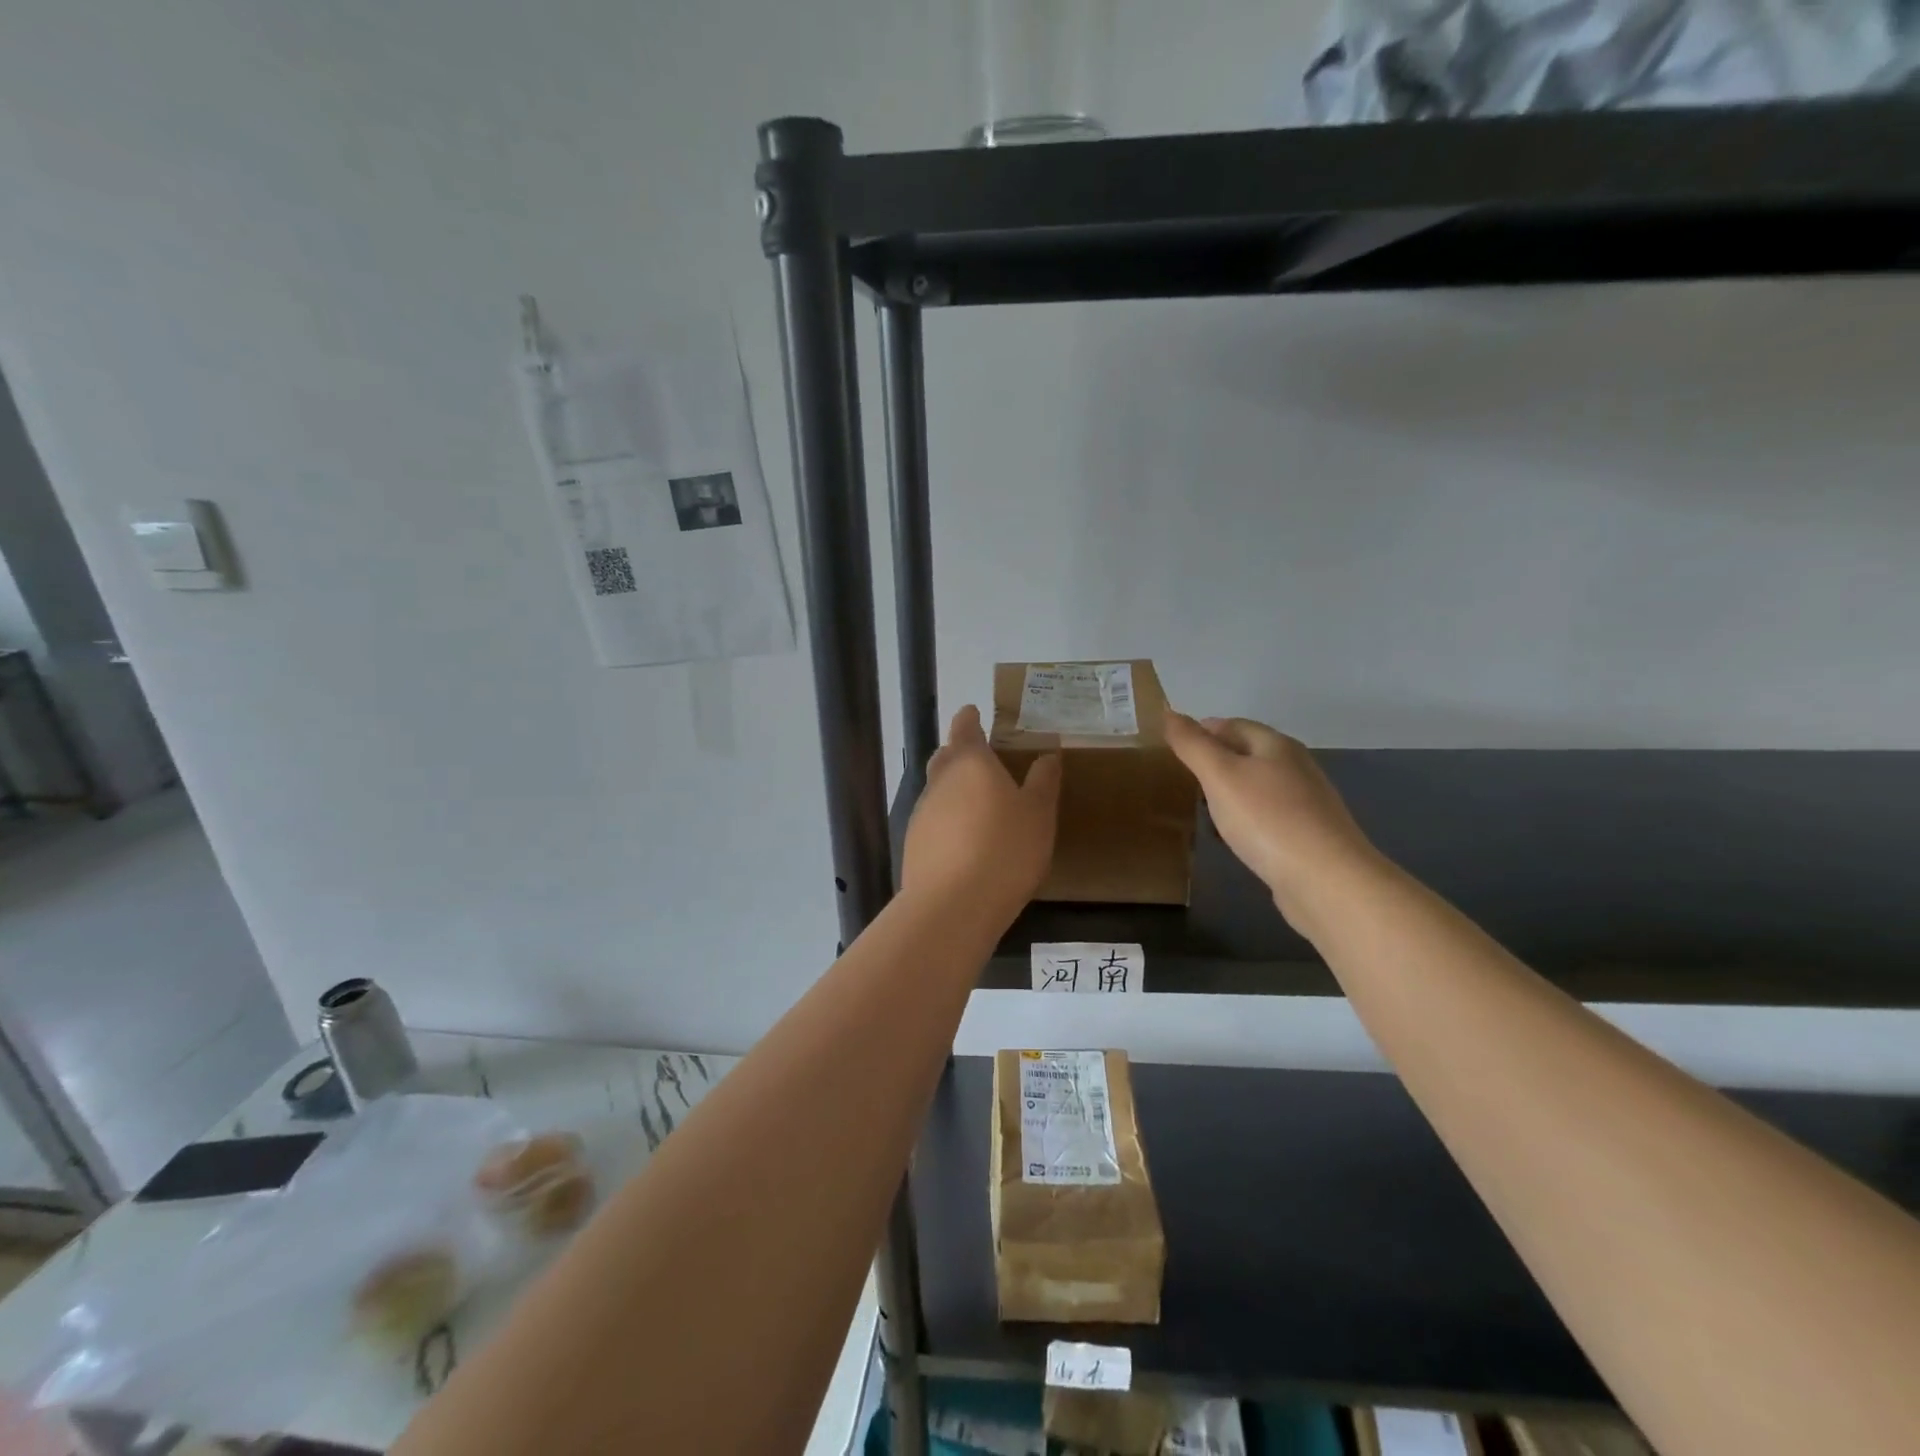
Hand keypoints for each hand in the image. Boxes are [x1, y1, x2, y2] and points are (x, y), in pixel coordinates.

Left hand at [902, 706, 1060, 917]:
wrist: (953, 905)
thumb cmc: (1005, 849)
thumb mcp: (1038, 814)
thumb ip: (1042, 782)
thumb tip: (1047, 755)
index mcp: (970, 763)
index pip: (965, 728)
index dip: (969, 718)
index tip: (973, 712)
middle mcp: (939, 781)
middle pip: (945, 757)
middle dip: (960, 753)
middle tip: (981, 759)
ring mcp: (921, 813)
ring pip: (938, 791)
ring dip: (954, 791)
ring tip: (978, 806)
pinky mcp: (913, 845)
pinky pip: (934, 822)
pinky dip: (948, 822)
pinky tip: (965, 842)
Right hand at [1164, 713, 1380, 928]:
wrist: (1326, 880)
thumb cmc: (1267, 819)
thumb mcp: (1220, 776)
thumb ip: (1192, 745)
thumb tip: (1168, 713)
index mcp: (1276, 745)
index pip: (1232, 724)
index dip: (1201, 730)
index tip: (1171, 747)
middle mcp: (1295, 767)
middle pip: (1247, 753)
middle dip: (1214, 761)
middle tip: (1180, 778)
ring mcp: (1306, 803)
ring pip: (1257, 786)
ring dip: (1228, 792)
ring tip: (1200, 808)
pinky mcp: (1308, 836)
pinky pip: (1267, 816)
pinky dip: (1245, 819)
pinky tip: (1232, 836)